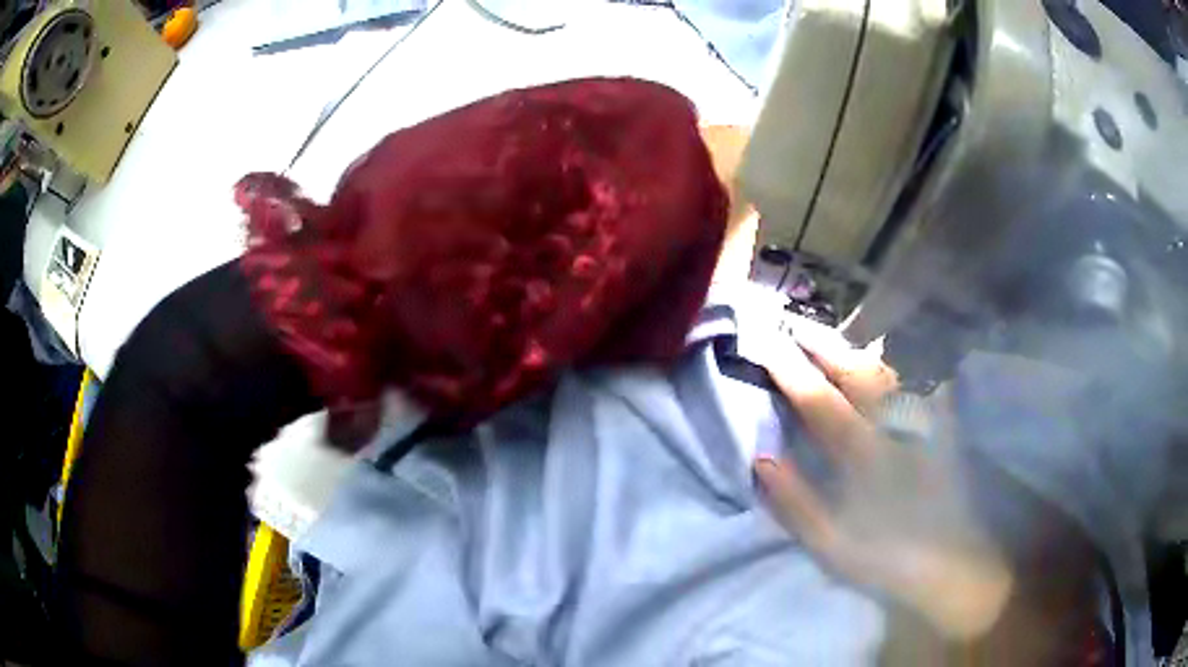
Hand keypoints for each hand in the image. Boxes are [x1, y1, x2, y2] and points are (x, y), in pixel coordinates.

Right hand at [754, 323, 1012, 640]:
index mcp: (864, 457)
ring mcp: (924, 422)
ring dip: (858, 347)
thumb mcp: (831, 546)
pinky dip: (906, 360)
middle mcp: (897, 428)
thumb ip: (796, 503)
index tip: (765, 344)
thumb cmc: (885, 556)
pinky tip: (894, 355)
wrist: (949, 562)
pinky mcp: (943, 426)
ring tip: (833, 336)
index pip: (820, 402)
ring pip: (891, 369)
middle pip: (857, 372)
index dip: (790, 371)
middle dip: (822, 344)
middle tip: (794, 324)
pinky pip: (926, 380)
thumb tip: (762, 457)